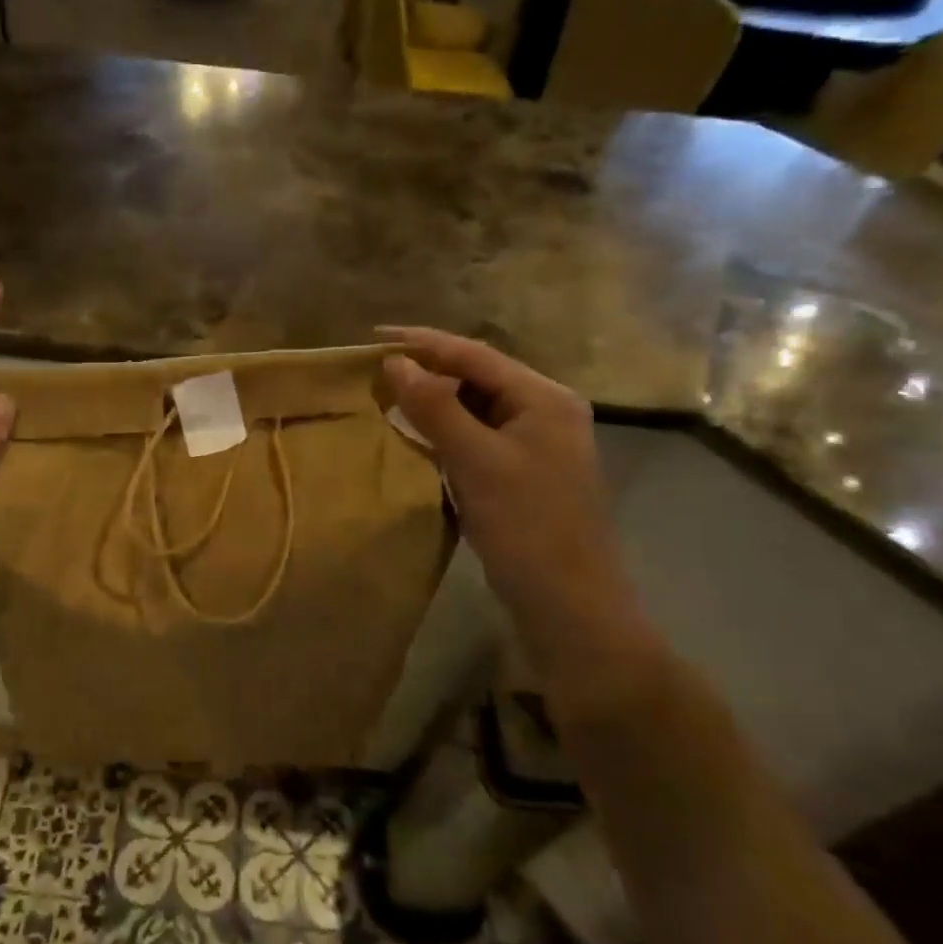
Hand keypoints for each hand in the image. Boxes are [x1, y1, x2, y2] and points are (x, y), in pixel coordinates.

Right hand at [381, 328, 641, 649]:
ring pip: (476, 407)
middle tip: (375, 369)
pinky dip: (447, 431)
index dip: (423, 343)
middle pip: (477, 377)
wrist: (570, 606)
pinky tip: (419, 435)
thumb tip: (394, 362)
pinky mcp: (524, 472)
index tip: (373, 337)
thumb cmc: (526, 526)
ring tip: (388, 394)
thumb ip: (434, 406)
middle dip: (427, 370)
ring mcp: (537, 444)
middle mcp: (545, 411)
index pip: (475, 355)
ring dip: (435, 400)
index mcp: (544, 398)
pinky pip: (479, 436)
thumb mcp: (476, 461)